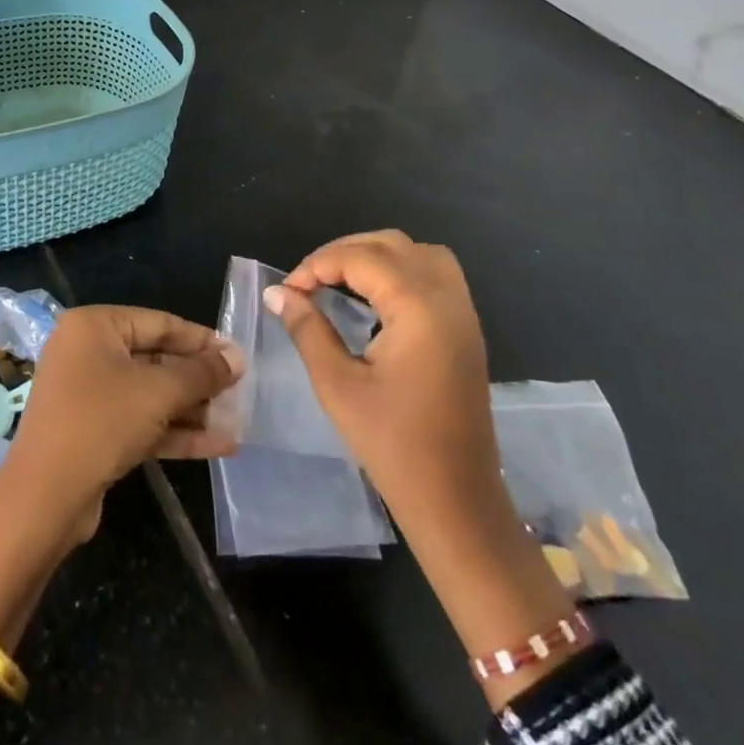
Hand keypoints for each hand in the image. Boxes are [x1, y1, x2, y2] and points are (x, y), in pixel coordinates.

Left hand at [3, 305, 243, 542]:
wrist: (45, 497)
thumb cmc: (102, 422)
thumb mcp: (159, 392)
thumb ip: (202, 373)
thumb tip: (237, 357)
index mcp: (94, 327)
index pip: (158, 322)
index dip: (201, 339)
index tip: (237, 355)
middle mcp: (87, 353)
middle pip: (155, 358)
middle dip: (198, 379)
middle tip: (240, 391)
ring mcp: (88, 394)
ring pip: (150, 394)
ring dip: (192, 409)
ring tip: (237, 420)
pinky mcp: (94, 431)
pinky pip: (141, 421)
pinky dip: (175, 431)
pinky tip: (219, 446)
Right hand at [268, 230, 574, 706]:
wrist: (455, 500)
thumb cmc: (392, 445)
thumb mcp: (337, 384)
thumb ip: (307, 329)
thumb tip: (277, 293)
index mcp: (419, 309)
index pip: (362, 258)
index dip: (317, 264)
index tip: (287, 291)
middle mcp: (448, 300)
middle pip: (393, 244)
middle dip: (345, 252)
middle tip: (308, 281)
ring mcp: (463, 314)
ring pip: (419, 254)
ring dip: (376, 256)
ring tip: (338, 280)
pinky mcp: (466, 331)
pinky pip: (435, 276)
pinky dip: (401, 272)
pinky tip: (373, 299)